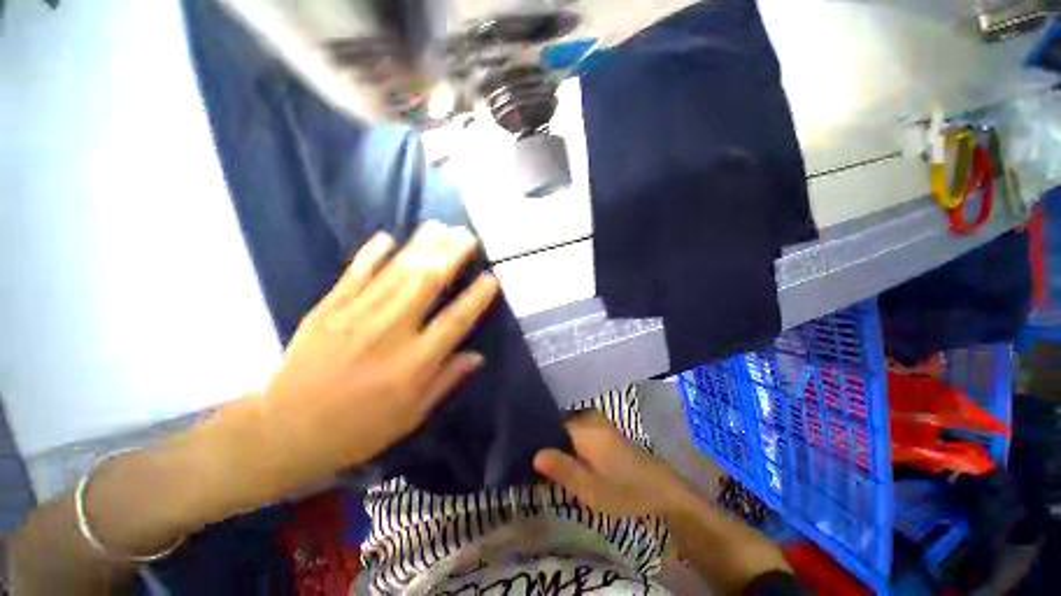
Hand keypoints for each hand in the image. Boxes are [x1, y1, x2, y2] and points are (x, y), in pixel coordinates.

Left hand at [238, 222, 499, 498]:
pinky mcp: (328, 310)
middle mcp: (390, 333)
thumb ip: (446, 380)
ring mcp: (356, 317)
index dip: (476, 298)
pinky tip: (388, 237)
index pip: (455, 321)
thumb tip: (477, 356)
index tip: (491, 277)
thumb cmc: (358, 429)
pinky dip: (372, 254)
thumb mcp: (412, 415)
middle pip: (426, 284)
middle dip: (450, 256)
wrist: (285, 431)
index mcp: (414, 364)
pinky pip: (354, 275)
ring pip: (396, 272)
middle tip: (467, 236)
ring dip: (421, 247)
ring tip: (440, 227)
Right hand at [533, 411, 689, 517]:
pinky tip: (566, 456)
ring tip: (546, 460)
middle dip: (546, 438)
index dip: (536, 435)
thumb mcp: (591, 488)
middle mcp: (589, 417)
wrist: (662, 489)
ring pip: (567, 425)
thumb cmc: (625, 490)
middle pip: (558, 422)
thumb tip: (534, 454)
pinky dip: (569, 440)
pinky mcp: (603, 429)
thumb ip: (563, 470)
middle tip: (533, 459)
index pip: (550, 422)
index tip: (524, 450)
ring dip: (557, 440)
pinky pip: (578, 428)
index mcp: (584, 427)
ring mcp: (598, 421)